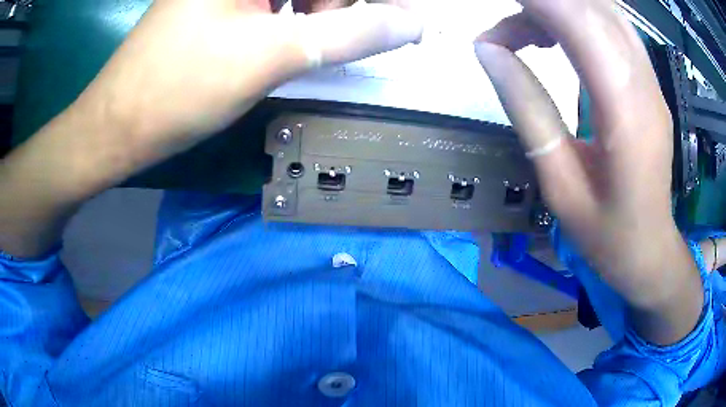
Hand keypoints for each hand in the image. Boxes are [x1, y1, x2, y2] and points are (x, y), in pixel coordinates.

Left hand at [71, 0, 422, 175]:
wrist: (117, 126)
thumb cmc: (179, 90)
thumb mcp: (271, 56)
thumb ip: (350, 35)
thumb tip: (413, 24)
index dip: (368, 2)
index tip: (397, 19)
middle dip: (335, 6)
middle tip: (324, 41)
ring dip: (314, 15)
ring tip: (292, 49)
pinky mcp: (218, 5)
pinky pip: (272, 3)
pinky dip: (290, 19)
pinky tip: (277, 44)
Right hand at [475, 0, 700, 344]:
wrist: (650, 249)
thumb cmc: (607, 234)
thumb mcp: (560, 185)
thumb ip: (528, 111)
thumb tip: (489, 51)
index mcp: (625, 113)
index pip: (579, 21)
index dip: (536, 0)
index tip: (495, 5)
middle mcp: (643, 83)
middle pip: (591, 6)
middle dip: (541, 2)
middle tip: (500, 25)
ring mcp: (649, 79)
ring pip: (600, 10)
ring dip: (555, 8)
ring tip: (518, 34)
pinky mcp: (647, 80)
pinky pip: (609, 26)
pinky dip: (573, 17)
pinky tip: (549, 37)